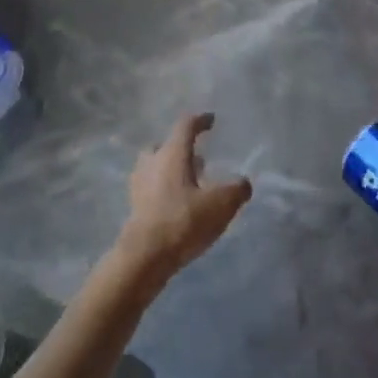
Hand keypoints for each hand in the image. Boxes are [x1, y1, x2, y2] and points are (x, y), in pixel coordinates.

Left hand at [117, 114, 252, 277]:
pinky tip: (179, 205)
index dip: (200, 120)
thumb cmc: (184, 221)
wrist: (145, 256)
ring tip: (191, 183)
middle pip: (164, 145)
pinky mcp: (134, 207)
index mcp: (172, 153)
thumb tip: (242, 183)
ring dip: (171, 170)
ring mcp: (139, 185)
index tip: (211, 120)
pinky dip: (164, 190)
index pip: (185, 126)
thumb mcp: (221, 204)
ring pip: (155, 167)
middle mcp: (152, 163)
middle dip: (180, 148)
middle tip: (197, 157)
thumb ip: (236, 189)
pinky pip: (151, 188)